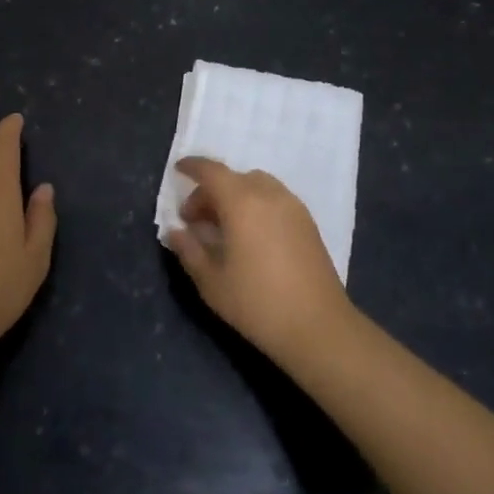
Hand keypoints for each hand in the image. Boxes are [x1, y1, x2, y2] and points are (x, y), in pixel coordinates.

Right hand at [164, 157, 355, 365]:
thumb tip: (175, 231)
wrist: (318, 327)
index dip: (192, 167)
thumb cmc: (257, 303)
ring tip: (224, 227)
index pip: (212, 171)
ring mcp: (292, 206)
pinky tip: (250, 235)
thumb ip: (189, 250)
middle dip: (210, 191)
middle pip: (233, 178)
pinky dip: (256, 203)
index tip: (178, 170)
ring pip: (256, 185)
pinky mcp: (308, 222)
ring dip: (235, 196)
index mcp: (242, 202)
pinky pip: (274, 198)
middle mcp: (269, 194)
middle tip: (195, 221)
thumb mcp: (211, 282)